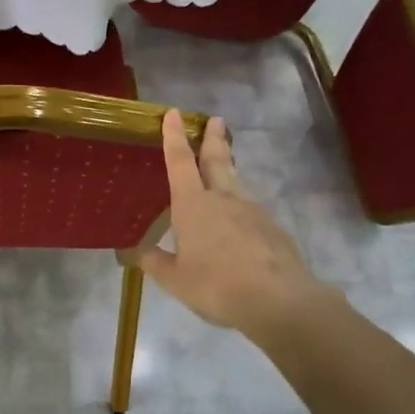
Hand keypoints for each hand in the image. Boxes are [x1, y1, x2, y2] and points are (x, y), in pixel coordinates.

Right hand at [132, 111, 329, 337]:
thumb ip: (155, 263)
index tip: (173, 113)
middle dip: (213, 138)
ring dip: (229, 170)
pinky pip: (250, 211)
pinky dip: (240, 209)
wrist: (279, 300)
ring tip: (223, 169)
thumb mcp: (176, 280)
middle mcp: (223, 198)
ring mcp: (252, 211)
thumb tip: (136, 251)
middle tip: (215, 120)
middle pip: (217, 159)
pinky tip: (239, 225)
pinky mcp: (272, 228)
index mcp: (193, 205)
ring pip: (236, 183)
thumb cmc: (217, 286)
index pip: (180, 161)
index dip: (174, 136)